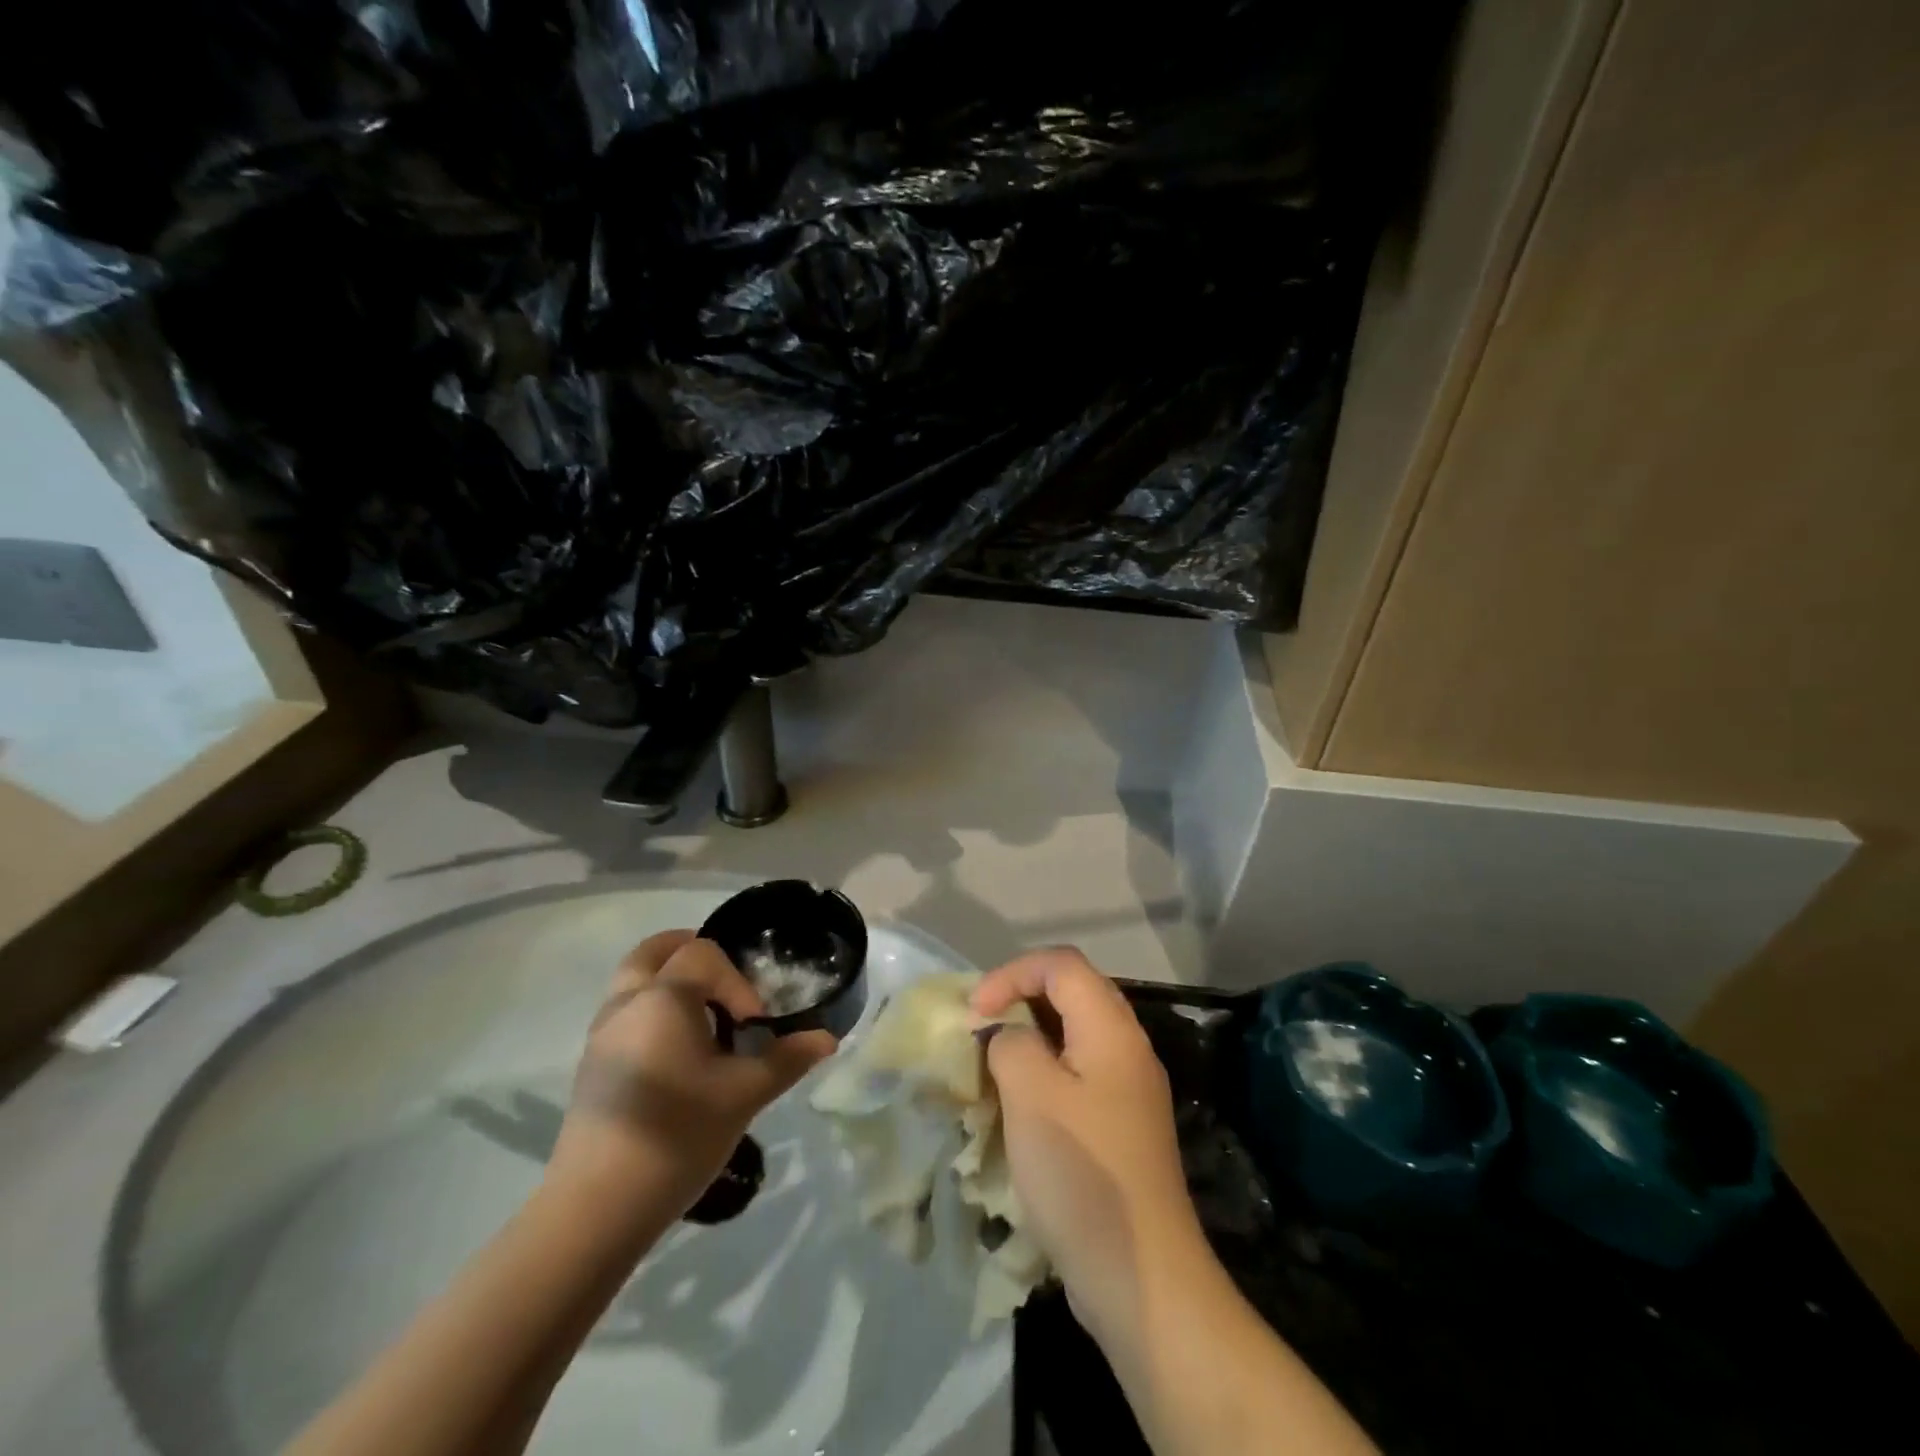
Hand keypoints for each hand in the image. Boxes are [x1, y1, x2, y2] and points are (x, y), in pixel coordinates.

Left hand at [546, 931, 835, 1232]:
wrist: (595, 1209)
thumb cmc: (678, 1135)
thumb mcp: (744, 1095)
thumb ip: (787, 1059)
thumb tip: (827, 1039)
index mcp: (663, 997)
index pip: (704, 955)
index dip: (737, 982)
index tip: (753, 1026)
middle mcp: (626, 1003)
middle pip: (653, 951)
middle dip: (691, 954)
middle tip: (724, 983)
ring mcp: (602, 1035)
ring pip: (634, 982)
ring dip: (669, 983)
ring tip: (704, 1022)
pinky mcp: (592, 1067)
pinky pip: (624, 1014)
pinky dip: (652, 1011)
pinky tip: (676, 1057)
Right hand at [971, 948, 1206, 1338]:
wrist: (1141, 1276)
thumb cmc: (1082, 1172)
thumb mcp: (1031, 1095)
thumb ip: (1012, 1044)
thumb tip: (1010, 1036)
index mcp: (1111, 1029)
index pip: (1061, 964)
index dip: (1012, 973)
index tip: (975, 1011)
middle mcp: (1127, 1047)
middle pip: (1072, 991)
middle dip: (1021, 998)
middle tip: (982, 1027)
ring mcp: (1128, 1088)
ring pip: (1074, 1034)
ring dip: (1030, 1037)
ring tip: (993, 1062)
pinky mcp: (1121, 1124)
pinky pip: (1079, 1073)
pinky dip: (1045, 1072)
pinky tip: (1019, 1103)